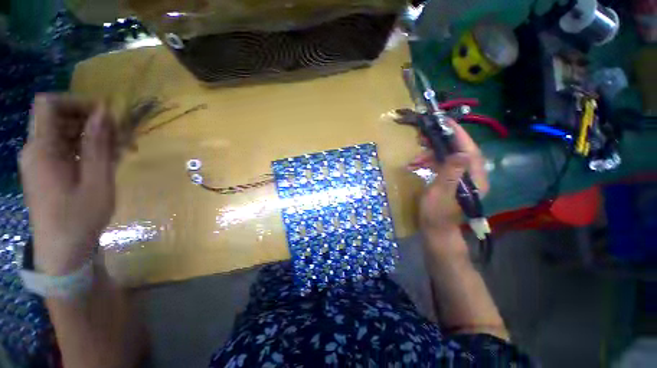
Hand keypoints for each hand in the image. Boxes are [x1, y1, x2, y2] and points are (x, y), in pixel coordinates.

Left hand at [19, 94, 116, 275]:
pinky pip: (65, 148)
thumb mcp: (96, 182)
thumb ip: (97, 145)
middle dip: (91, 121)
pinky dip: (86, 148)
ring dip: (93, 136)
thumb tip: (103, 112)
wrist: (62, 251)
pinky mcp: (47, 170)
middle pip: (59, 117)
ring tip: (121, 151)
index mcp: (42, 150)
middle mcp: (36, 149)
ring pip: (65, 133)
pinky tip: (107, 161)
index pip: (49, 104)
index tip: (104, 114)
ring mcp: (40, 161)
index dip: (76, 101)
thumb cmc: (79, 219)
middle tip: (121, 136)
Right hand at [408, 120, 488, 256]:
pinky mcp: (450, 180)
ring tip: (414, 157)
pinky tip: (415, 164)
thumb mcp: (441, 193)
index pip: (470, 151)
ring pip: (448, 158)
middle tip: (424, 137)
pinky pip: (441, 165)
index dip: (459, 135)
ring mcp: (460, 178)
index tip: (446, 122)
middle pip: (459, 151)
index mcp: (474, 179)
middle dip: (441, 143)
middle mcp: (471, 176)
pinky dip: (428, 162)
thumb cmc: (436, 214)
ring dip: (431, 154)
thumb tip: (462, 153)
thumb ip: (451, 174)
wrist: (435, 230)